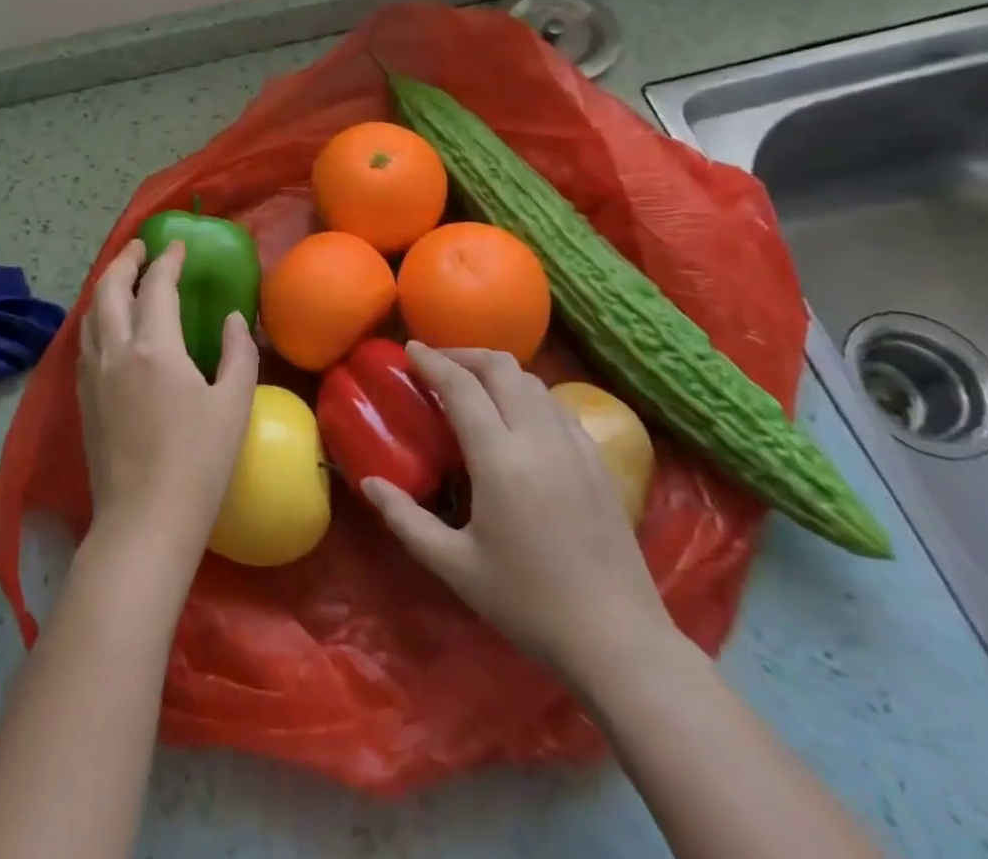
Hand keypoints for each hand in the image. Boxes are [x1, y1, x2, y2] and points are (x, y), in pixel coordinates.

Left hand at [78, 239, 257, 566]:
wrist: (143, 522)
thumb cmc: (198, 463)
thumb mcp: (233, 404)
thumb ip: (237, 353)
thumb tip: (233, 320)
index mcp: (154, 347)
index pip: (156, 286)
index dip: (167, 260)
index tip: (176, 244)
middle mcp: (115, 351)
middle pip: (108, 290)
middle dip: (124, 261)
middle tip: (140, 248)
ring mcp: (92, 376)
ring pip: (89, 315)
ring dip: (105, 288)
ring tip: (122, 280)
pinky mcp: (82, 400)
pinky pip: (85, 342)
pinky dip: (96, 319)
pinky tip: (109, 329)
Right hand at [363, 343, 675, 687]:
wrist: (618, 640)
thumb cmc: (528, 603)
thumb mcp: (455, 566)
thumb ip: (406, 519)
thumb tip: (369, 483)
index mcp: (499, 459)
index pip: (461, 386)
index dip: (432, 361)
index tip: (409, 349)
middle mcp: (538, 438)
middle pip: (501, 368)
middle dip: (465, 355)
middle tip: (438, 365)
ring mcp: (574, 445)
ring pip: (532, 381)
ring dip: (497, 371)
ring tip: (473, 387)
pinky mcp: (598, 459)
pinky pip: (556, 404)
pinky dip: (528, 394)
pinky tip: (517, 418)